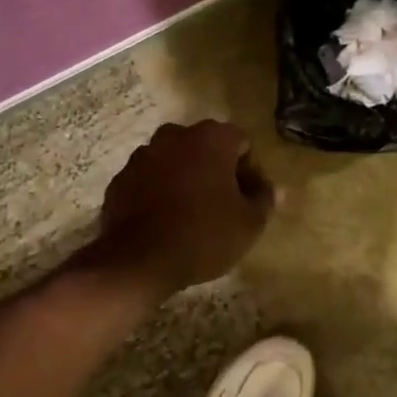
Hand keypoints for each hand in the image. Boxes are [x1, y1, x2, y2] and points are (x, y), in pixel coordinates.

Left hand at [87, 121, 274, 297]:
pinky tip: (164, 221)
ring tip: (190, 215)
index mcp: (211, 137)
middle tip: (222, 206)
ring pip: (175, 161)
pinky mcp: (120, 178)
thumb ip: (265, 199)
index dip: (249, 171)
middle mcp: (175, 135)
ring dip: (185, 179)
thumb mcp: (249, 223)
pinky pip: (149, 179)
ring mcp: (143, 155)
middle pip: (205, 147)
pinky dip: (158, 192)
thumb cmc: (204, 235)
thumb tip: (275, 188)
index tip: (248, 199)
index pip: (241, 143)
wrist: (138, 260)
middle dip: (216, 170)